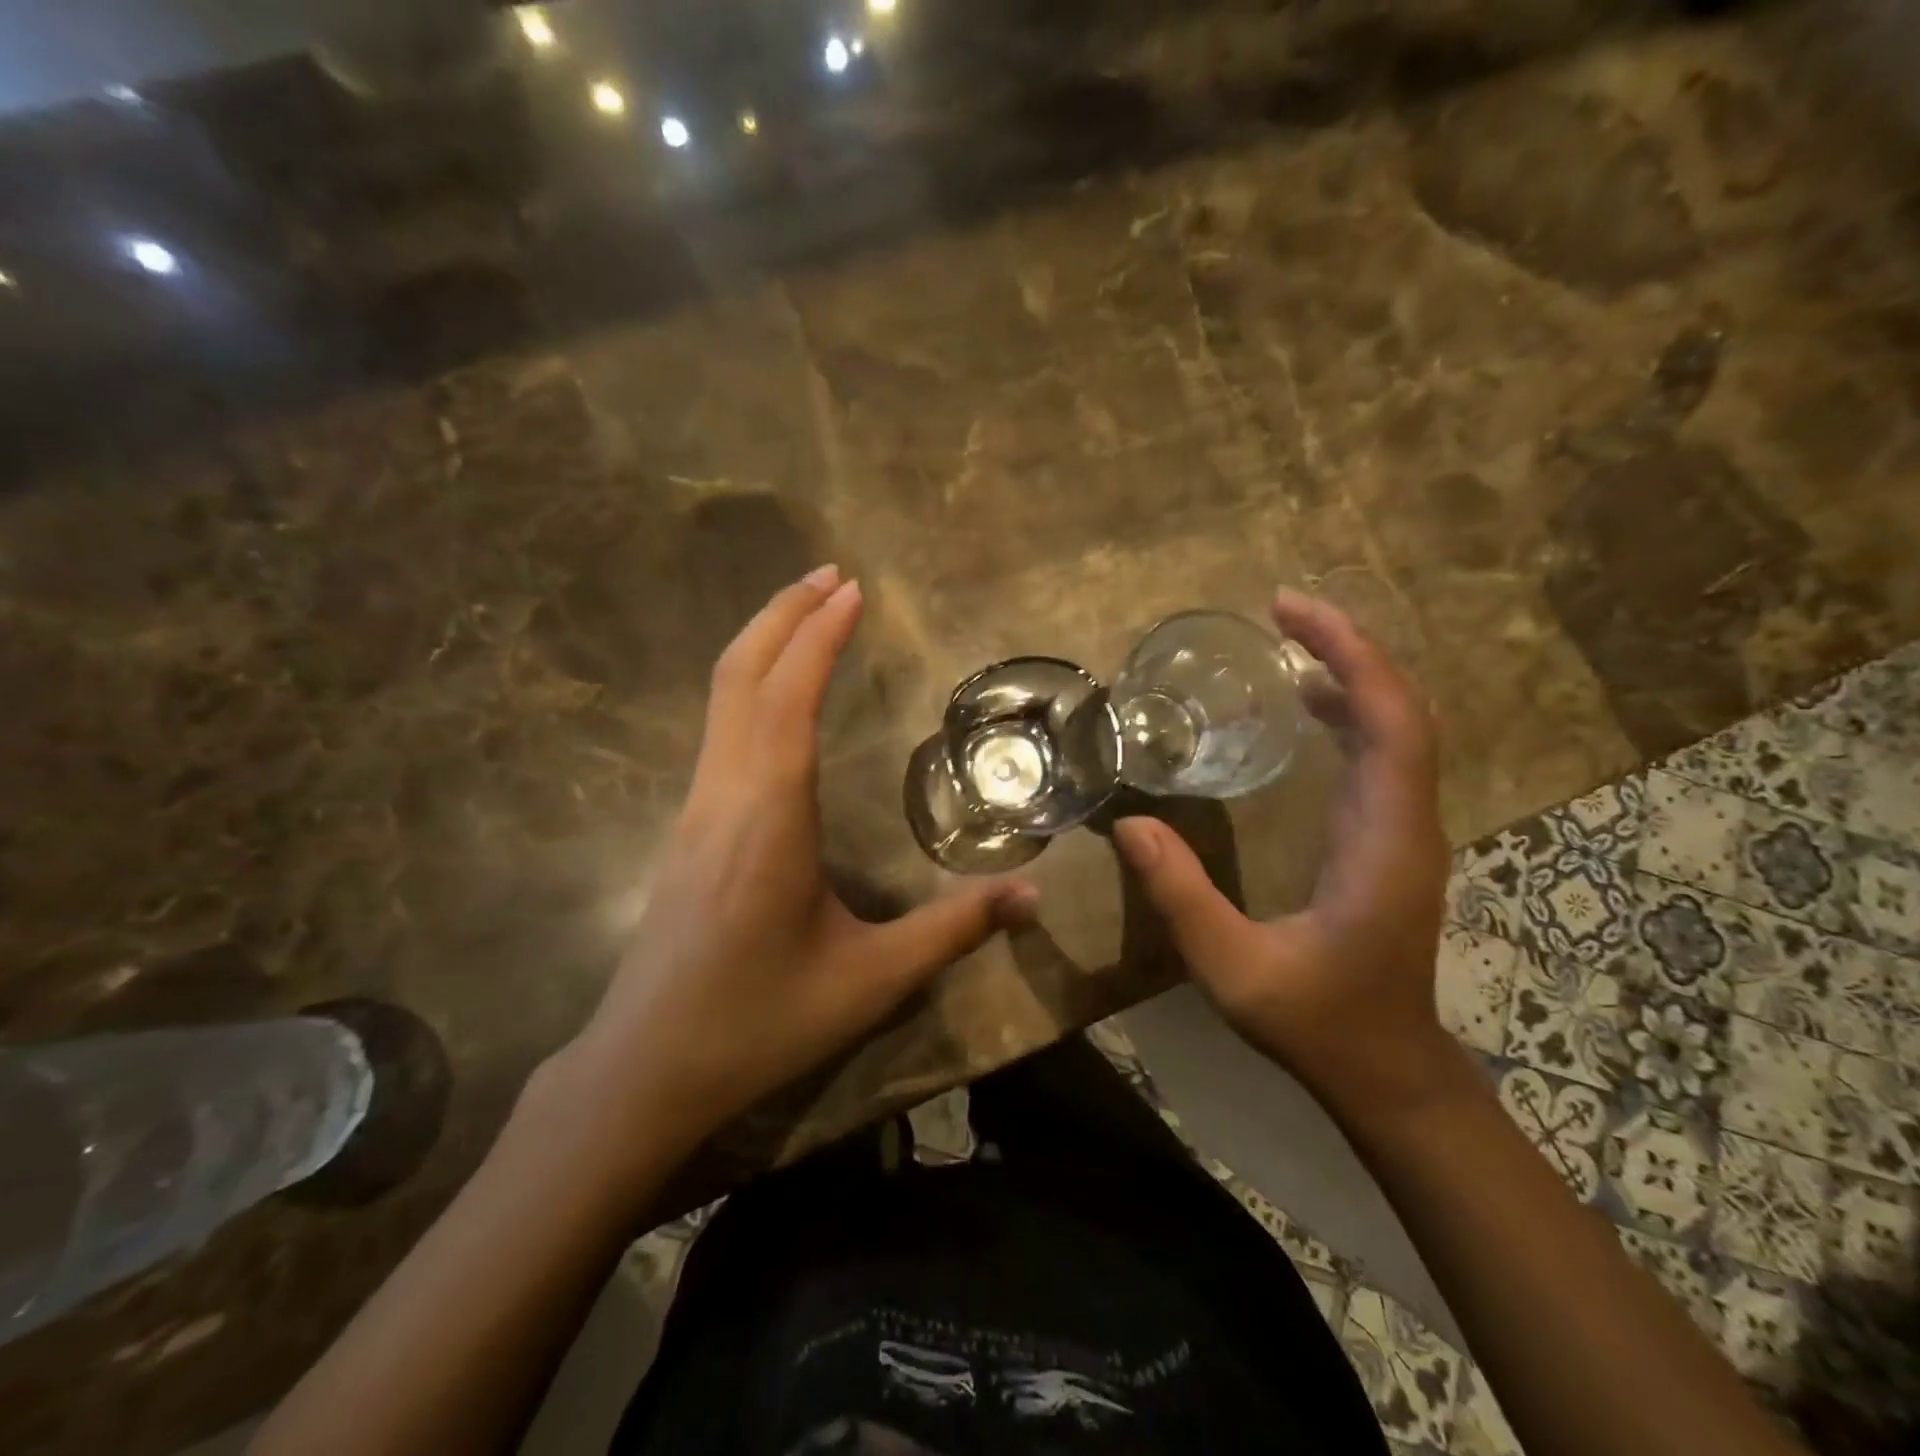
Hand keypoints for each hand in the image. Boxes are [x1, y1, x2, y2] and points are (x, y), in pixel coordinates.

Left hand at [558, 566, 1035, 1152]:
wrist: (647, 1067)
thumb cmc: (759, 1020)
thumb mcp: (870, 980)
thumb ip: (952, 930)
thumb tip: (1032, 896)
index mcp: (768, 816)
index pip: (789, 699)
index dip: (819, 638)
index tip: (851, 589)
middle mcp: (724, 795)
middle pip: (740, 676)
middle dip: (783, 616)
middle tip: (829, 575)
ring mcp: (696, 808)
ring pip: (720, 699)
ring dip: (762, 644)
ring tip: (806, 612)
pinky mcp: (687, 828)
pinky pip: (717, 729)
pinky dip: (748, 684)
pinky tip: (776, 693)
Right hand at [1112, 589, 1454, 1120]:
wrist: (1385, 1068)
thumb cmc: (1316, 1021)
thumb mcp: (1233, 968)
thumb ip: (1182, 897)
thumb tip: (1130, 826)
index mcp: (1384, 842)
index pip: (1393, 724)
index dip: (1352, 657)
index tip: (1292, 614)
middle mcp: (1407, 822)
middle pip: (1401, 710)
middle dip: (1348, 649)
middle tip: (1282, 612)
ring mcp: (1404, 829)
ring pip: (1398, 728)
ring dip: (1351, 675)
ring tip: (1288, 644)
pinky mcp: (1389, 838)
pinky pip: (1384, 754)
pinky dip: (1350, 713)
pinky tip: (1306, 708)